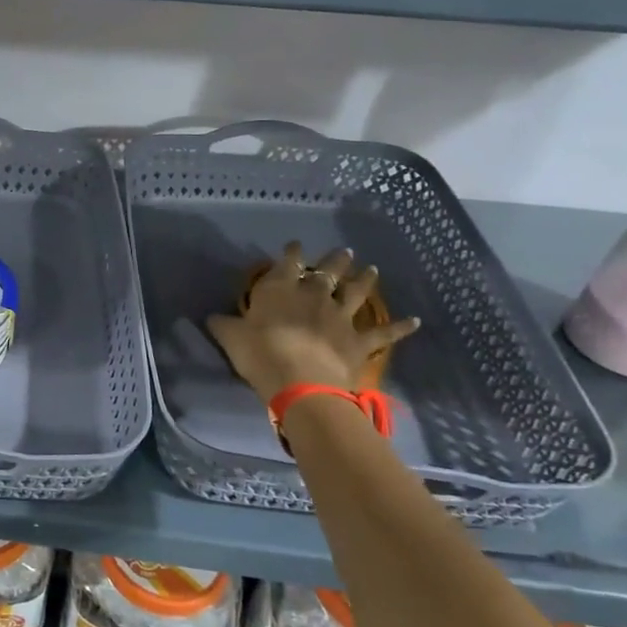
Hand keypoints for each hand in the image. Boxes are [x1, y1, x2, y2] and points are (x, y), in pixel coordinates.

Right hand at [206, 243, 419, 403]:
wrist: (299, 382)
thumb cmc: (259, 354)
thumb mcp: (230, 337)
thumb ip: (223, 324)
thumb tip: (211, 316)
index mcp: (280, 289)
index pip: (287, 263)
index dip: (291, 253)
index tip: (295, 245)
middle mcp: (313, 295)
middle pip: (327, 272)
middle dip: (335, 260)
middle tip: (344, 252)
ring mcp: (340, 317)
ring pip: (356, 293)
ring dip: (365, 280)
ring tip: (372, 269)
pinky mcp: (359, 341)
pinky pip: (383, 333)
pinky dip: (400, 327)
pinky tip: (415, 321)